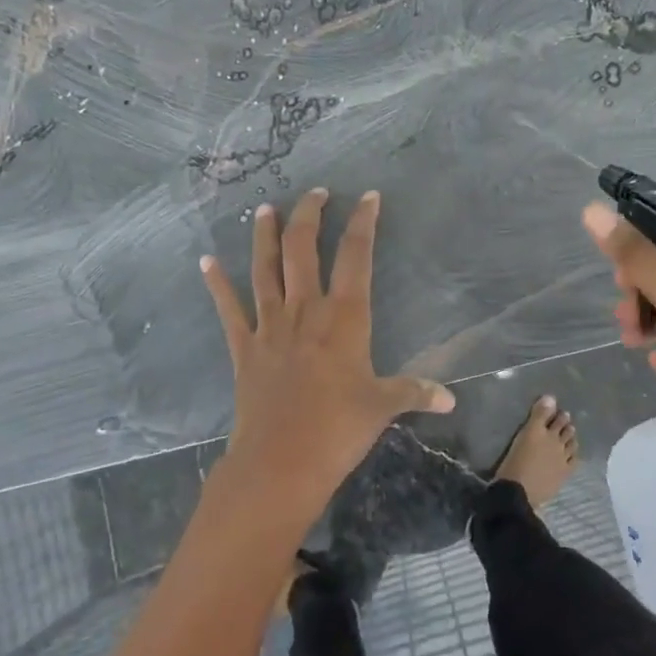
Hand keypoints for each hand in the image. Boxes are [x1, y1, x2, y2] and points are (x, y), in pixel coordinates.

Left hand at [201, 189, 454, 520]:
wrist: (280, 463)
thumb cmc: (337, 430)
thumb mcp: (383, 408)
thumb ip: (414, 393)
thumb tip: (450, 399)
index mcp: (344, 318)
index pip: (356, 257)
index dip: (363, 223)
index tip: (369, 197)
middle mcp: (305, 310)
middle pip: (303, 249)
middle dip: (310, 216)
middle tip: (316, 193)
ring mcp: (270, 326)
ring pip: (265, 269)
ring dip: (264, 236)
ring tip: (264, 208)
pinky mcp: (244, 347)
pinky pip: (228, 309)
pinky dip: (217, 284)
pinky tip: (206, 262)